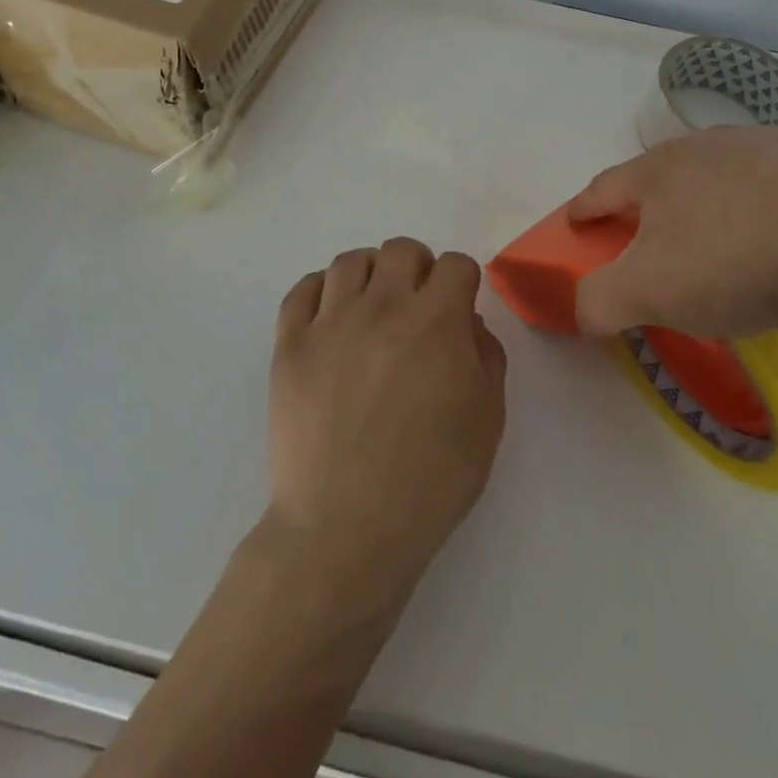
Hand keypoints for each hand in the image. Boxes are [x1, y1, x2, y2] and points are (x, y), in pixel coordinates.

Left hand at [267, 238, 507, 587]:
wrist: (346, 528)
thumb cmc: (430, 480)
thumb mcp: (487, 421)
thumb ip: (486, 357)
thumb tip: (467, 323)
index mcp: (436, 321)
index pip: (455, 265)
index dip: (463, 281)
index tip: (459, 306)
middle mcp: (383, 306)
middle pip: (401, 249)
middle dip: (418, 268)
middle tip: (417, 303)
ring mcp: (331, 322)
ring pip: (350, 261)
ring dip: (370, 274)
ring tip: (373, 305)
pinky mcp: (290, 345)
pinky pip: (302, 291)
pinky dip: (320, 291)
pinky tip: (330, 315)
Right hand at [566, 126, 777, 338]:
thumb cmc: (732, 261)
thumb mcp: (649, 293)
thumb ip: (599, 301)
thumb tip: (580, 309)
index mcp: (660, 171)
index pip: (606, 187)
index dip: (585, 207)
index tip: (576, 221)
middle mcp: (707, 144)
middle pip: (666, 173)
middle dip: (653, 201)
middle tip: (656, 235)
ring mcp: (766, 143)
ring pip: (726, 169)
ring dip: (716, 195)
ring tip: (729, 233)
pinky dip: (776, 197)